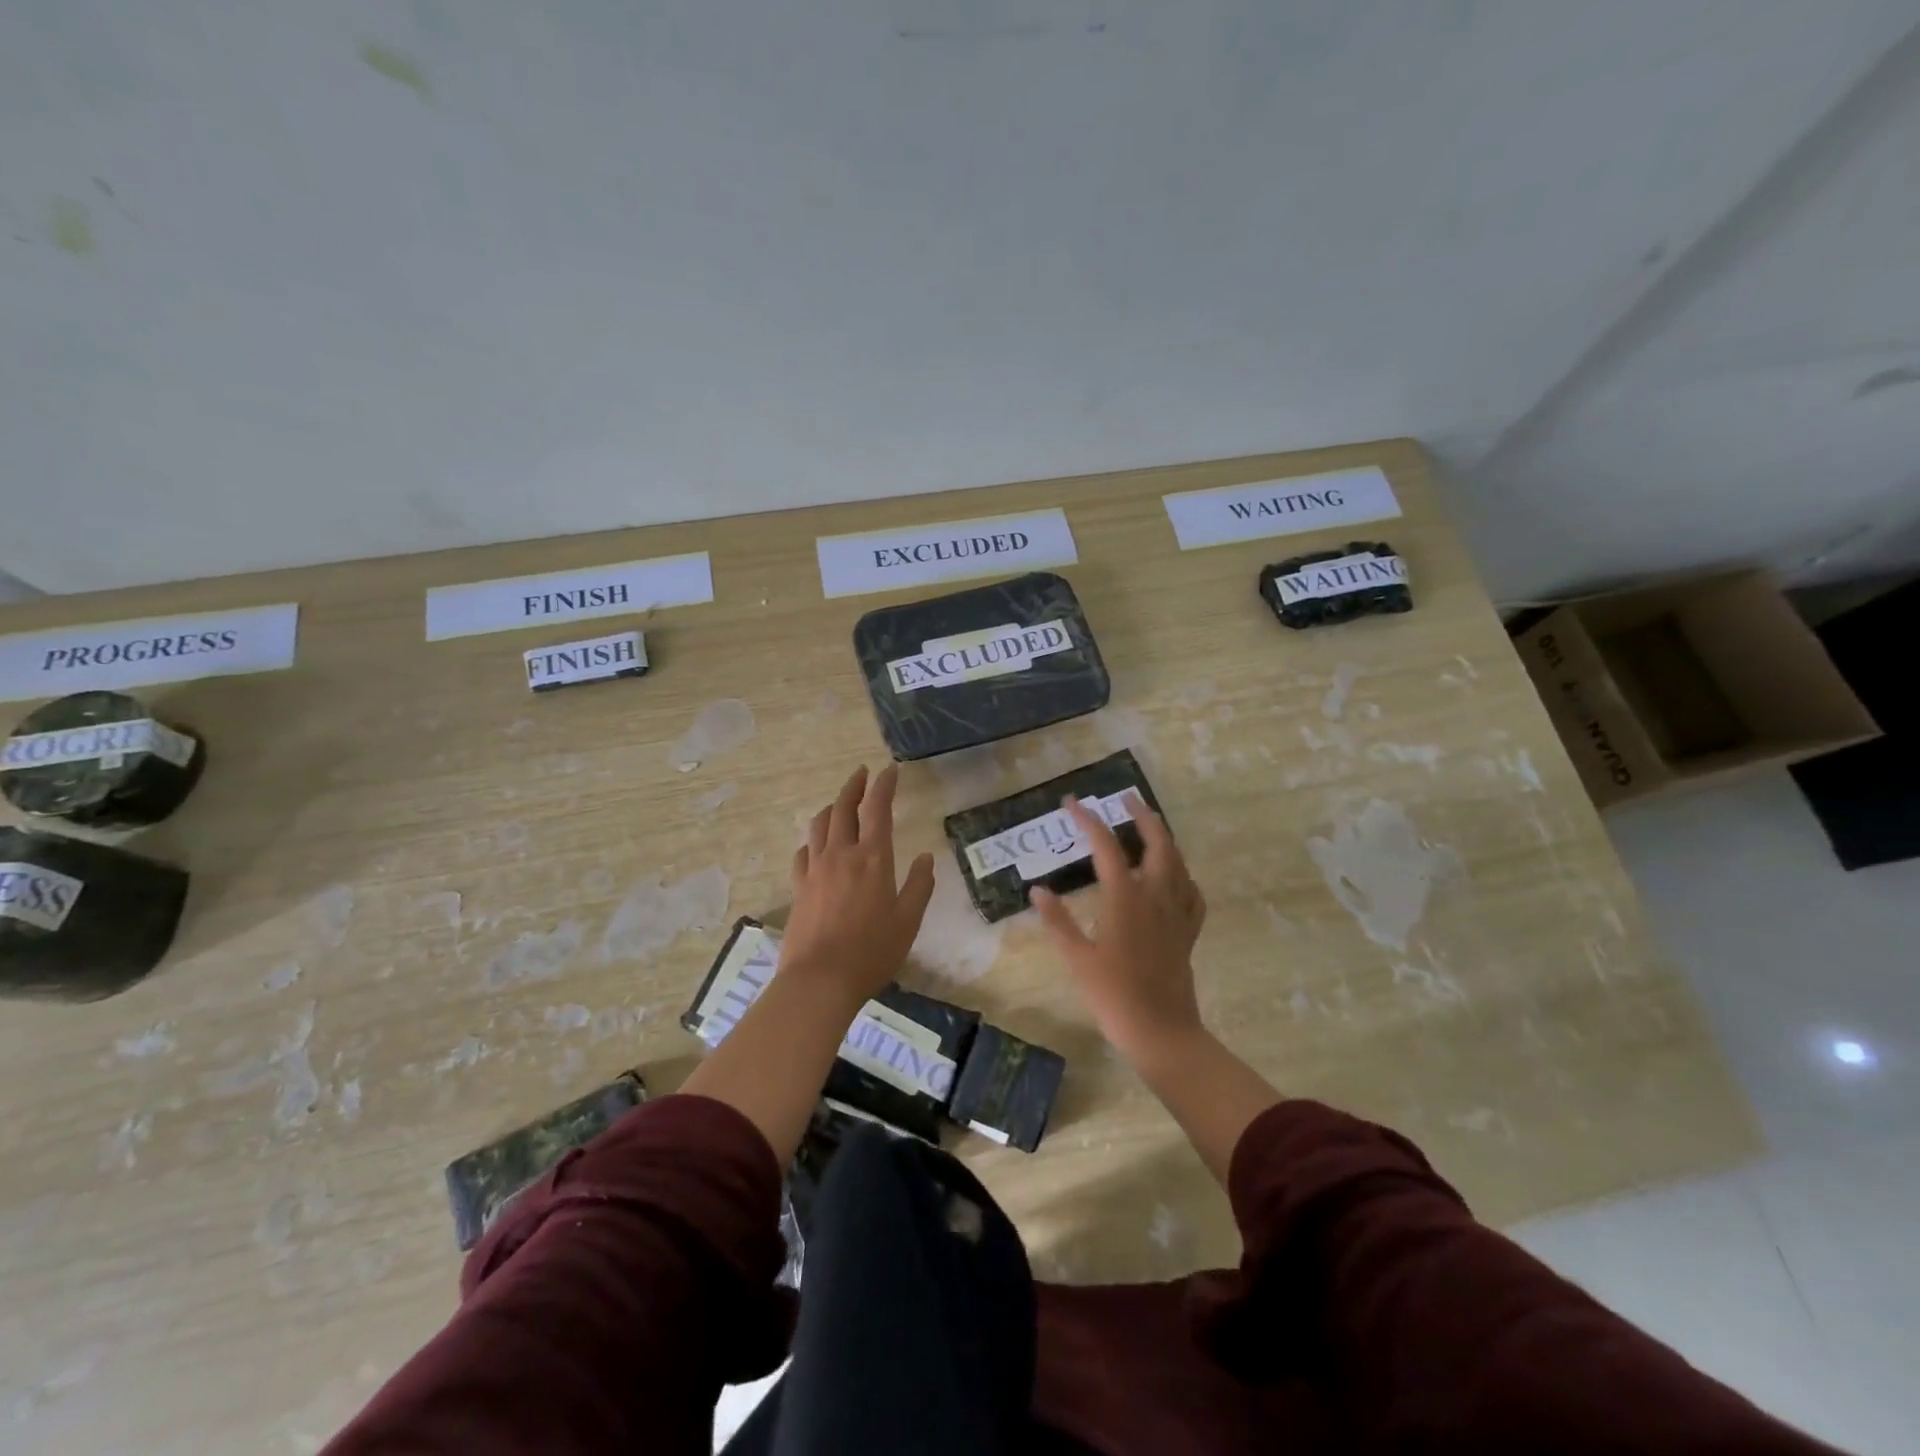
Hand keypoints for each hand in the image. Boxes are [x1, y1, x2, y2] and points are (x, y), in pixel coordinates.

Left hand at [782, 764, 936, 1005]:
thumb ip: (919, 886)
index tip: (889, 770)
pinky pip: (804, 852)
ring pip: (819, 825)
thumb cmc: (872, 952)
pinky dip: (813, 840)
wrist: (819, 980)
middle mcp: (841, 854)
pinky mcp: (798, 887)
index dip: (884, 786)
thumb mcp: (908, 922)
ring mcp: (815, 869)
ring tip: (839, 803)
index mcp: (873, 858)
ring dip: (831, 807)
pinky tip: (816, 845)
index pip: (878, 809)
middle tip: (862, 774)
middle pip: (843, 808)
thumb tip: (925, 859)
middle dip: (854, 786)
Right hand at [1031, 792, 1207, 1063]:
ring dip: (1163, 838)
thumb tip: (1038, 889)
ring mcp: (1176, 913)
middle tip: (1127, 799)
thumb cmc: (1113, 995)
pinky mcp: (1188, 932)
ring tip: (1150, 827)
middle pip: (1156, 843)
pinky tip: (1176, 877)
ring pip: (1177, 862)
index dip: (1088, 820)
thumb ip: (1057, 920)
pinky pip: (1191, 893)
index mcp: (1125, 897)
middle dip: (1142, 816)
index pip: (1105, 845)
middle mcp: (1155, 896)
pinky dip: (1182, 875)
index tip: (1071, 803)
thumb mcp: (1076, 958)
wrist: (1161, 1031)